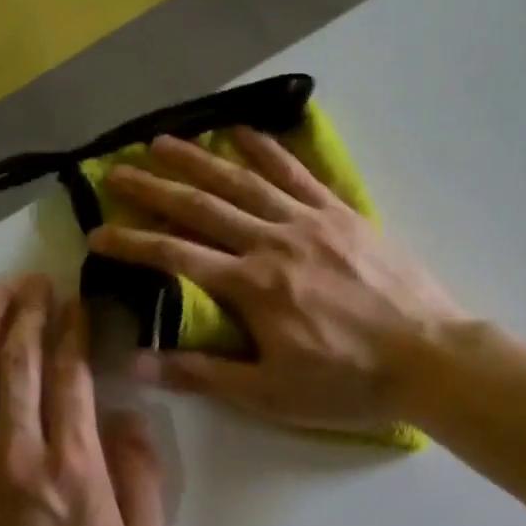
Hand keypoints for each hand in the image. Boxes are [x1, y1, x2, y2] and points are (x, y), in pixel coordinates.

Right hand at [90, 128, 465, 431]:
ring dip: (200, 159)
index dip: (132, 242)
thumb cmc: (347, 382)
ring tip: (164, 142)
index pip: (175, 255)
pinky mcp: (342, 214)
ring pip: (244, 181)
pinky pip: (298, 173)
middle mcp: (273, 241)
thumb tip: (134, 363)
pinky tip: (244, 132)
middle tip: (117, 170)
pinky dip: (268, 150)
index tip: (96, 232)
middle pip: (202, 207)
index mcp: (251, 286)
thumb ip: (202, 373)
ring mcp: (310, 221)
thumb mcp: (269, 393)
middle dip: (154, 188)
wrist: (428, 358)